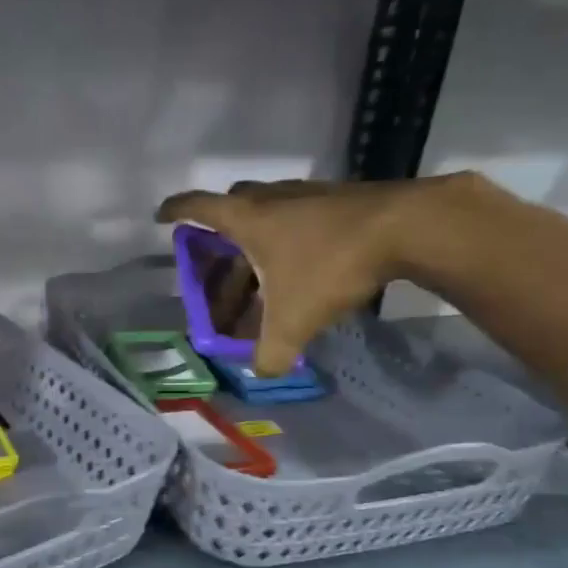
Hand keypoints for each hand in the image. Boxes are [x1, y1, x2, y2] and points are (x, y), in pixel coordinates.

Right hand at [156, 177, 453, 375]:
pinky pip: (298, 217)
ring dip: (257, 241)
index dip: (174, 211)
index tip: (160, 217)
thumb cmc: (331, 265)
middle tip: (216, 262)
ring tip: (260, 275)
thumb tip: (261, 372)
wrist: (407, 227)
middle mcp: (271, 199)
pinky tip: (303, 267)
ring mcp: (306, 195)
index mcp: (247, 219)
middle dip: (218, 235)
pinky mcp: (337, 199)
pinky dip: (289, 240)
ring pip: (268, 213)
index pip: (196, 207)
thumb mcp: (293, 319)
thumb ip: (270, 352)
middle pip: (231, 208)